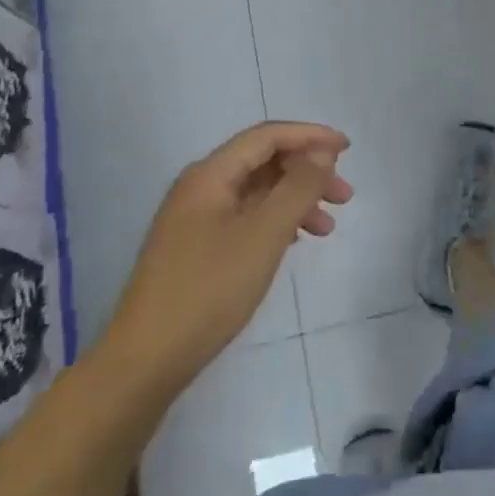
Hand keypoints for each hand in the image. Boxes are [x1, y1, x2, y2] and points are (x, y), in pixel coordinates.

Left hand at [103, 122, 351, 394]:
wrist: (146, 359)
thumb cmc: (209, 290)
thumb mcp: (264, 234)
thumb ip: (298, 188)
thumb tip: (322, 152)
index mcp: (210, 175)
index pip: (267, 137)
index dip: (310, 136)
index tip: (347, 150)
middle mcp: (200, 188)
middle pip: (262, 162)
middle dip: (307, 172)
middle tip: (345, 197)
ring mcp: (195, 219)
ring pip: (256, 193)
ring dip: (295, 200)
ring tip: (327, 229)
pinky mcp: (196, 248)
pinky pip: (245, 218)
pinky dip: (276, 222)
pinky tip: (294, 241)